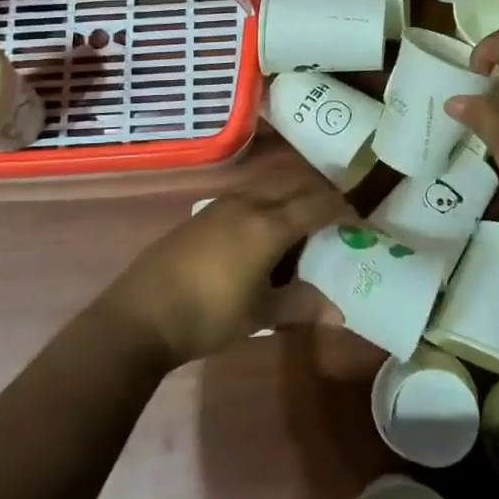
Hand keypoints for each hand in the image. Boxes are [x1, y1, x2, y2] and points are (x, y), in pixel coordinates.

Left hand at [97, 156, 355, 368]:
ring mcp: (222, 203)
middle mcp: (248, 203)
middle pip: (294, 183)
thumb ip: (301, 305)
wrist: (141, 315)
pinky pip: (248, 191)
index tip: (358, 221)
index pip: (316, 205)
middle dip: (320, 193)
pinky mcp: (204, 210)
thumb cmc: (207, 316)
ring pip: (269, 182)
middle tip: (337, 214)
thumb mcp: (259, 314)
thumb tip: (340, 312)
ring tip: (305, 215)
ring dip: (292, 190)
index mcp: (268, 226)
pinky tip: (266, 224)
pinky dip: (269, 197)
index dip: (341, 210)